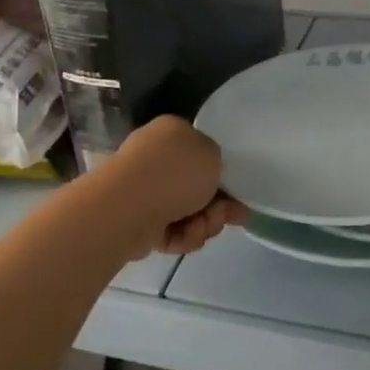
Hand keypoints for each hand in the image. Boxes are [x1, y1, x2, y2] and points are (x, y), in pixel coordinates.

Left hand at [108, 117, 247, 257]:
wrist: (130, 206)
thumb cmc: (175, 172)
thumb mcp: (213, 154)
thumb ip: (217, 162)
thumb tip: (207, 176)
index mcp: (171, 133)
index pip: (202, 151)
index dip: (223, 174)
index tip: (239, 194)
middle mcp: (155, 158)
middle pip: (198, 187)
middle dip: (218, 207)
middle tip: (234, 217)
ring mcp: (144, 190)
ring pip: (188, 212)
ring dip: (203, 223)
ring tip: (200, 227)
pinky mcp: (138, 220)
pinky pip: (172, 230)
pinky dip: (182, 236)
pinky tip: (183, 236)